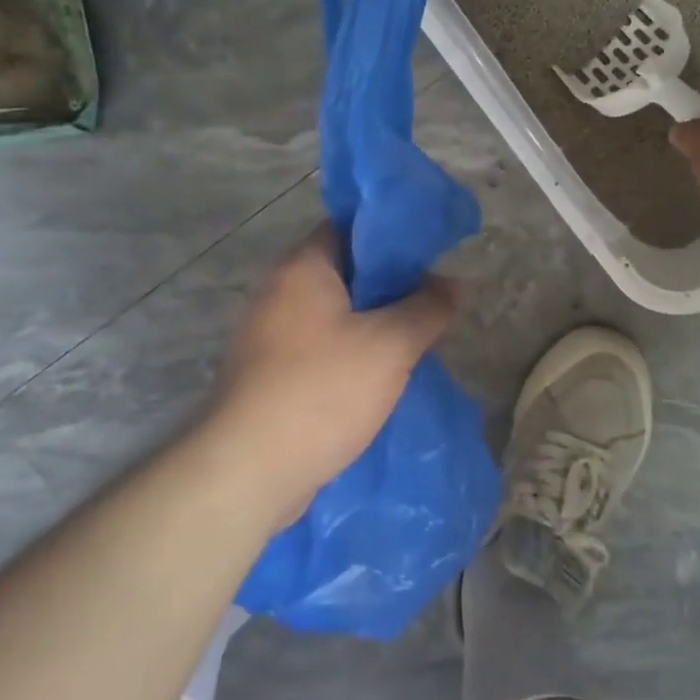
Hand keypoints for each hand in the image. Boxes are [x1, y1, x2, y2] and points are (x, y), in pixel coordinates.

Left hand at [205, 226, 457, 520]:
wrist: (246, 472)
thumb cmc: (322, 391)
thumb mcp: (390, 345)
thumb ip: (427, 308)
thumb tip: (453, 284)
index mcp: (302, 268)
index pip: (348, 227)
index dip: (389, 236)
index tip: (427, 257)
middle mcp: (278, 291)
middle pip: (342, 271)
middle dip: (387, 286)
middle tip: (427, 303)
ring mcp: (267, 335)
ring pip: (331, 314)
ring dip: (369, 324)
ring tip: (410, 342)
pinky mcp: (266, 374)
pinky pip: (317, 348)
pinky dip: (347, 354)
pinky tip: (376, 378)